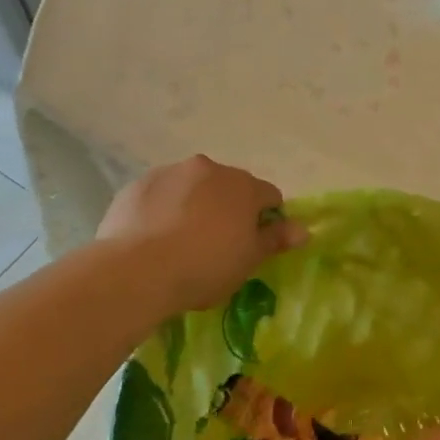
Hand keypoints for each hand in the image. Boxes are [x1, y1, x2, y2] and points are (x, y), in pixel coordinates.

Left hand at [97, 155, 305, 312]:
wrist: (137, 270)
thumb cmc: (205, 267)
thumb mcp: (248, 260)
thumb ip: (275, 240)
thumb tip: (303, 229)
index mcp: (243, 185)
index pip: (269, 196)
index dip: (266, 221)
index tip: (253, 245)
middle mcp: (208, 168)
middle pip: (229, 187)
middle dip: (228, 209)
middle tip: (217, 246)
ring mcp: (169, 173)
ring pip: (192, 188)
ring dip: (194, 206)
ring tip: (181, 243)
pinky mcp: (137, 185)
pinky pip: (160, 196)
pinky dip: (162, 210)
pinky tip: (153, 239)